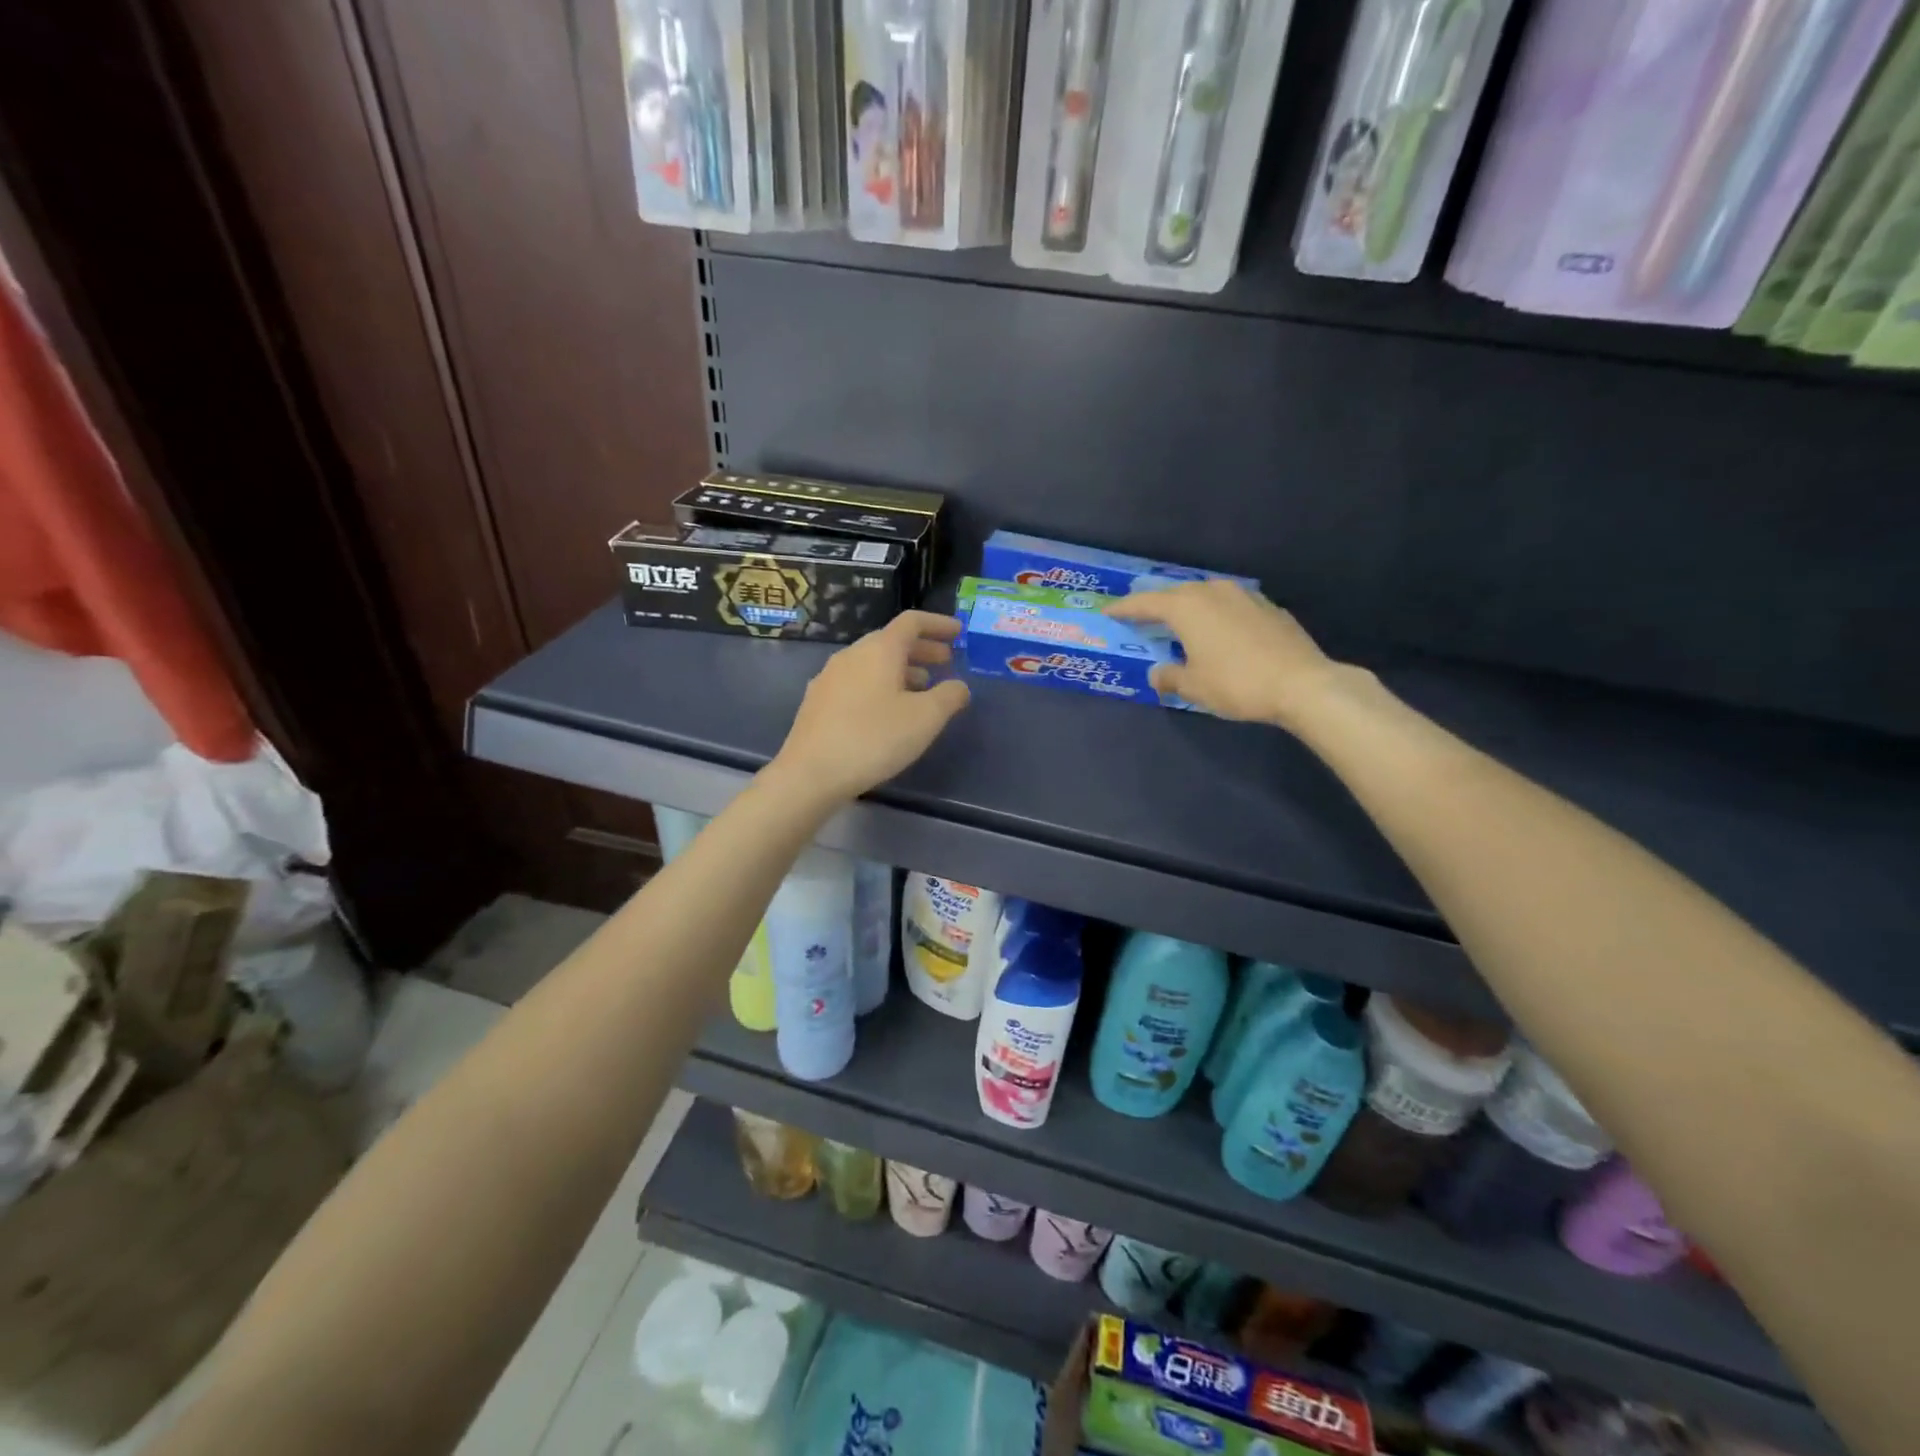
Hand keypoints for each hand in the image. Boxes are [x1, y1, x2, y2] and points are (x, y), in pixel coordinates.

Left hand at [769, 611, 970, 805]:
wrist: (810, 773)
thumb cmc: (874, 739)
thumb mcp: (925, 719)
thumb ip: (949, 696)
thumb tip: (958, 686)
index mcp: (879, 650)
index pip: (912, 622)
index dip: (938, 624)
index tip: (959, 633)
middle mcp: (852, 655)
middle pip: (891, 641)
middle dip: (922, 649)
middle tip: (945, 662)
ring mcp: (830, 678)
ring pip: (873, 663)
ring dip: (902, 670)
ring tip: (922, 690)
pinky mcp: (818, 702)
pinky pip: (857, 682)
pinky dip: (881, 686)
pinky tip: (888, 711)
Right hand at [1105, 581, 1347, 728]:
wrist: (1302, 684)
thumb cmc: (1237, 683)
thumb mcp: (1194, 687)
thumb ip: (1170, 677)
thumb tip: (1158, 673)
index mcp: (1187, 608)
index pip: (1146, 603)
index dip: (1125, 608)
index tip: (1109, 611)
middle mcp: (1213, 592)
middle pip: (1176, 594)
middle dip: (1157, 605)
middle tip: (1143, 616)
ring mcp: (1245, 596)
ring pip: (1206, 595)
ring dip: (1190, 607)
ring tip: (1181, 621)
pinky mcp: (1269, 607)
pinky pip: (1230, 605)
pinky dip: (1217, 615)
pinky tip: (1219, 631)